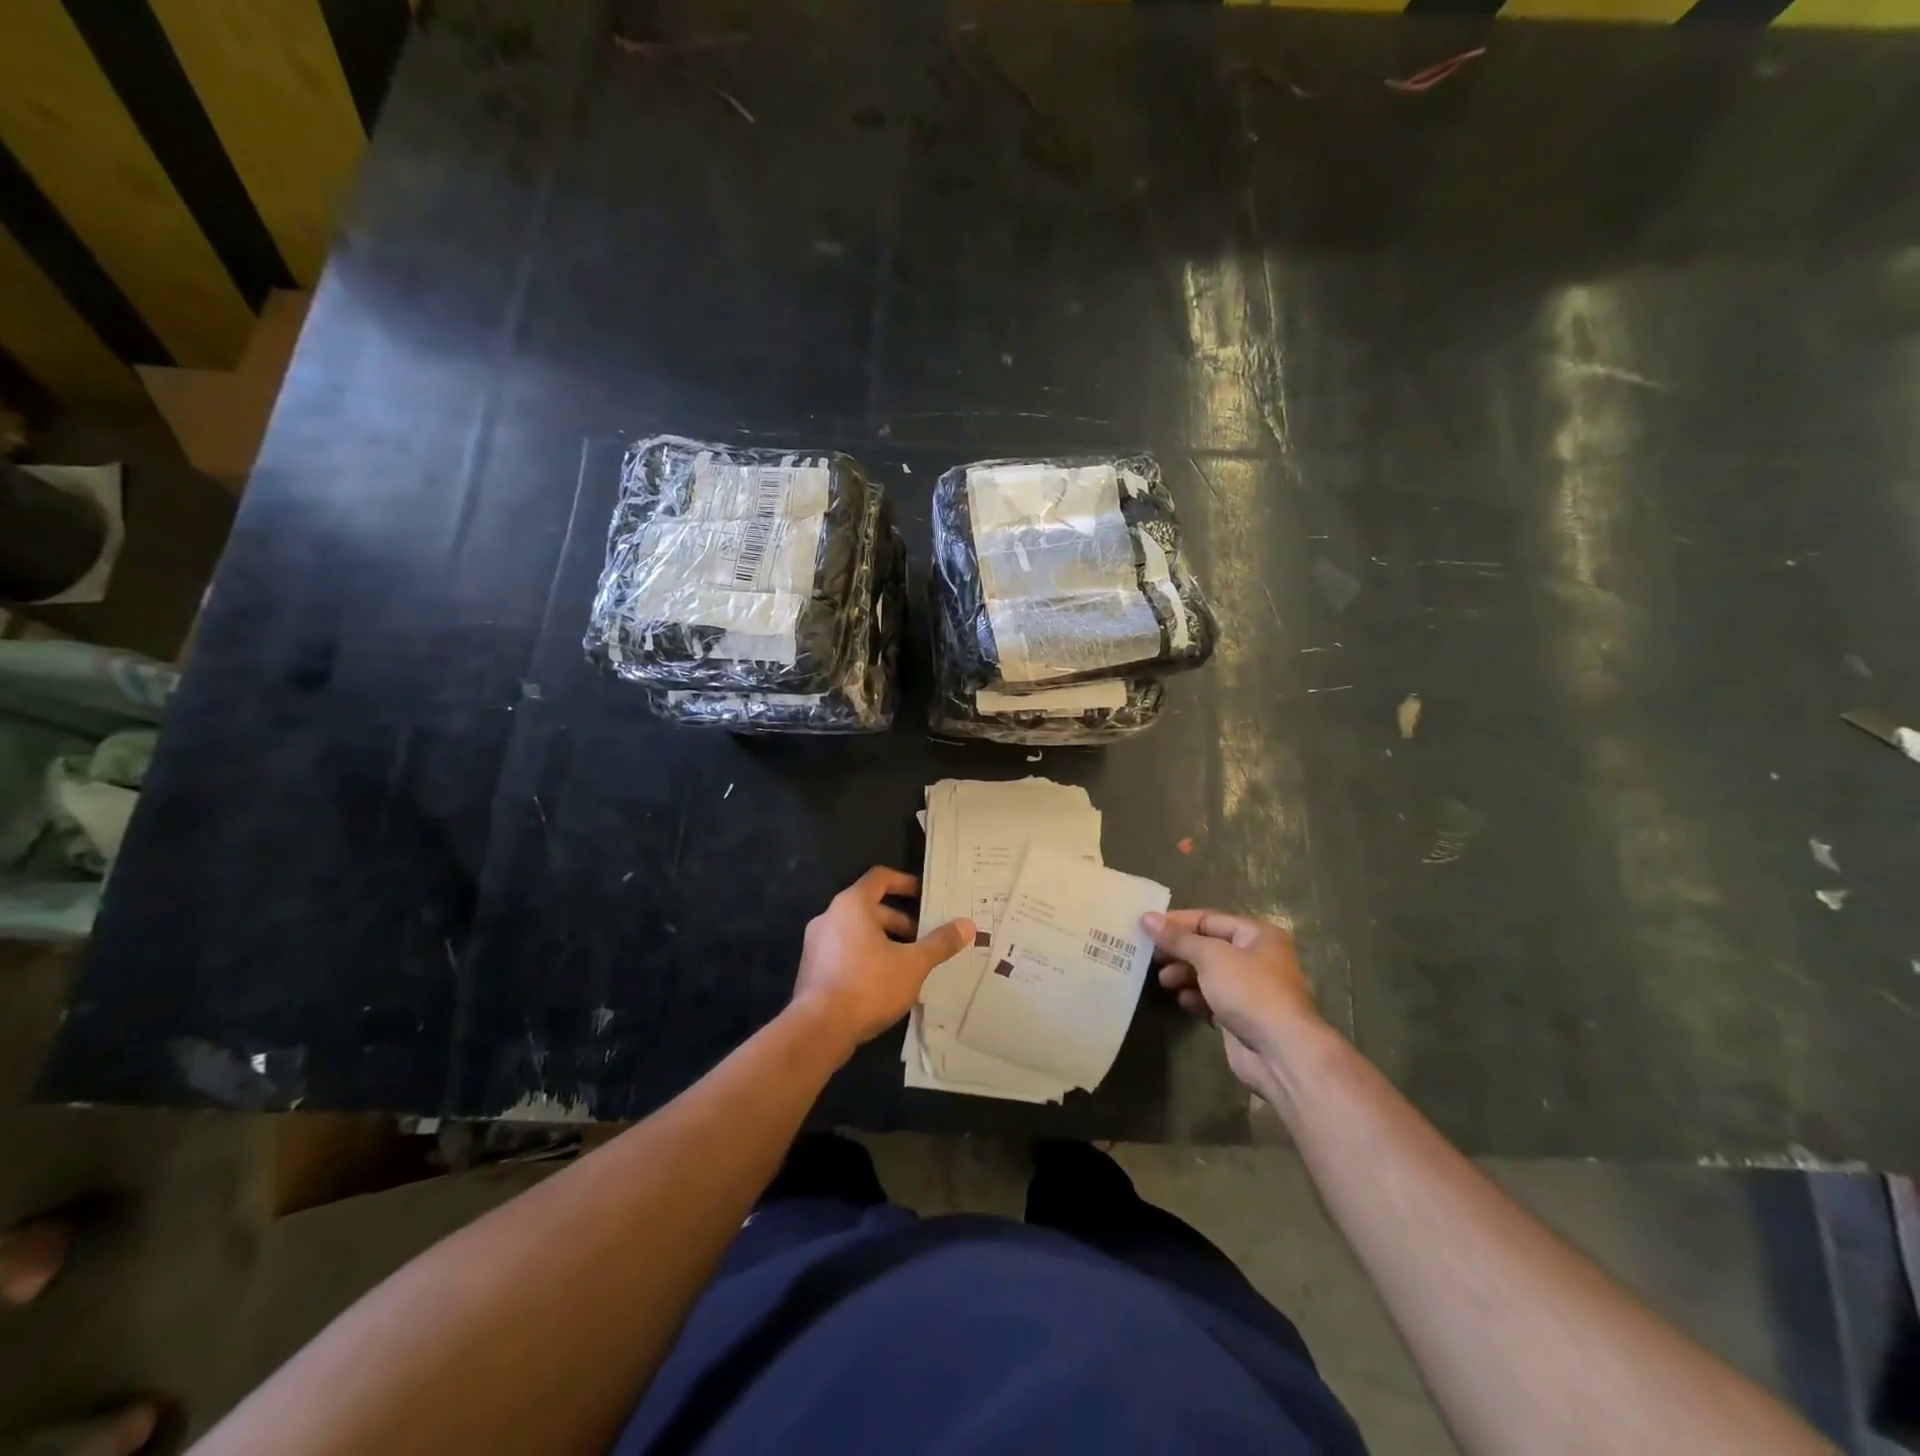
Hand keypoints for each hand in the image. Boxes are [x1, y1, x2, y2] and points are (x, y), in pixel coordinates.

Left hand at [792, 868, 973, 1054]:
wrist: (819, 1029)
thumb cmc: (868, 985)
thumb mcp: (913, 964)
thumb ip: (940, 943)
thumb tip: (968, 925)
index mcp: (852, 905)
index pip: (880, 878)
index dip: (905, 883)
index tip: (926, 897)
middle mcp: (829, 917)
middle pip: (869, 907)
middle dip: (899, 921)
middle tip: (924, 938)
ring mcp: (816, 944)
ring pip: (857, 932)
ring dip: (884, 941)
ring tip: (909, 963)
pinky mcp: (812, 970)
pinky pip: (844, 952)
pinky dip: (866, 957)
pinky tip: (885, 983)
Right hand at [1142, 909, 1318, 1095]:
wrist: (1281, 1052)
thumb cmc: (1249, 991)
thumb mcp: (1210, 956)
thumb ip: (1177, 938)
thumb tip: (1146, 917)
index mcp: (1256, 934)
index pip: (1208, 919)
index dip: (1176, 922)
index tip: (1145, 928)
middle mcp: (1256, 957)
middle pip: (1206, 946)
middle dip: (1178, 951)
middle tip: (1150, 958)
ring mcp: (1249, 989)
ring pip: (1207, 974)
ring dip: (1183, 975)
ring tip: (1164, 982)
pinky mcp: (1241, 1016)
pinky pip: (1211, 999)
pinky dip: (1195, 998)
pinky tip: (1182, 1002)